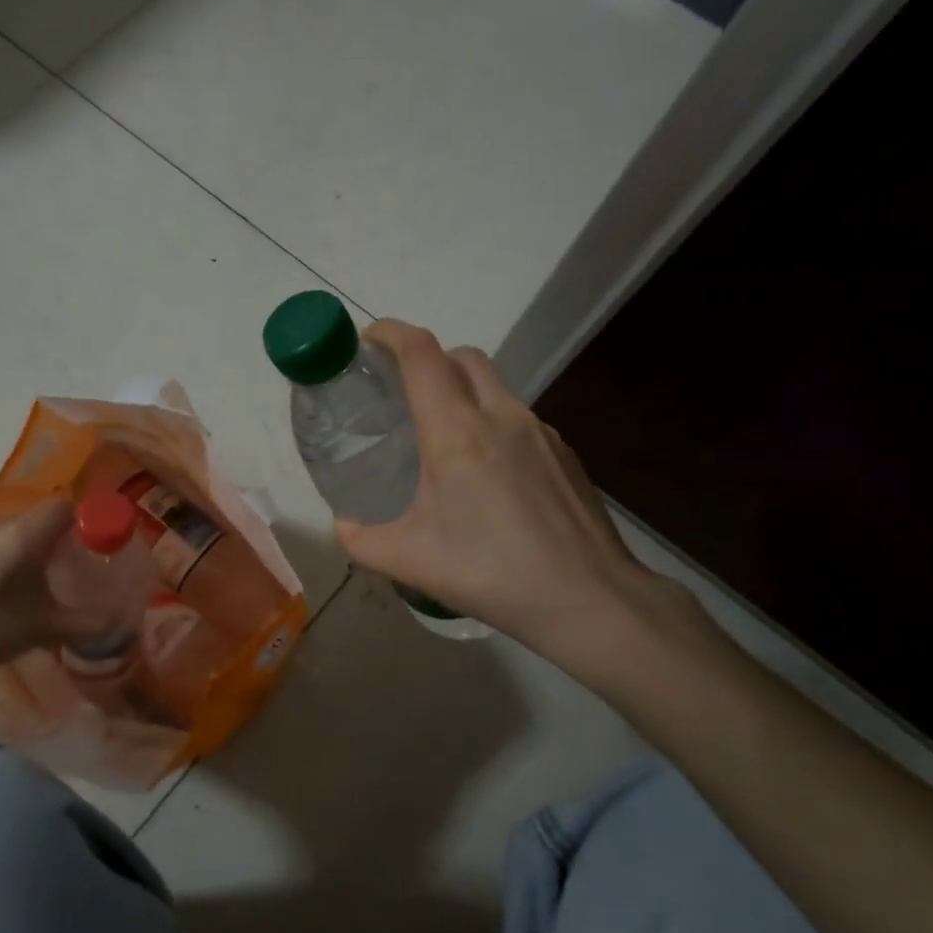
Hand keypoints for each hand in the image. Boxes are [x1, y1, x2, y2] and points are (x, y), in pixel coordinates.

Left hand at [0, 500, 111, 683]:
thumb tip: (124, 622)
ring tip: (31, 582)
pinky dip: (3, 553)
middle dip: (57, 538)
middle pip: (39, 517)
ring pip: (13, 528)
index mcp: (24, 535)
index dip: (82, 520)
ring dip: (28, 546)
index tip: (91, 546)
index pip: (63, 506)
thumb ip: (90, 622)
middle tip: (66, 570)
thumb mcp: (47, 630)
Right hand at [335, 320, 704, 686]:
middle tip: (402, 392)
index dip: (390, 333)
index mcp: (457, 432)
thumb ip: (361, 539)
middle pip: (461, 357)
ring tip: (443, 439)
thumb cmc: (491, 573)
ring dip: (462, 392)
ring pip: (494, 386)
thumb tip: (343, 525)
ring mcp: (541, 431)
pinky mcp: (565, 452)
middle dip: (427, 359)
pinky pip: (518, 419)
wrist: (589, 598)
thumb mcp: (409, 561)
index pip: (421, 354)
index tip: (368, 340)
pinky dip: (493, 424)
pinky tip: (489, 476)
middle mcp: (501, 416)